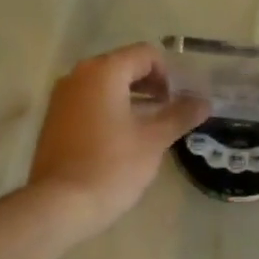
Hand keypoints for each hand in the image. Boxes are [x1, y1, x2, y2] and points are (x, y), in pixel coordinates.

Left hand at [29, 43, 209, 237]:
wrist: (60, 204)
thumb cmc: (112, 166)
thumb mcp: (154, 141)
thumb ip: (180, 116)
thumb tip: (204, 102)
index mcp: (104, 72)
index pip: (145, 54)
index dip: (169, 74)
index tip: (179, 102)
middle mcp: (78, 75)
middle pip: (123, 66)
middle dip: (150, 85)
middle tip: (170, 112)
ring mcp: (62, 97)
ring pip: (105, 86)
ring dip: (131, 99)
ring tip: (150, 127)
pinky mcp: (54, 119)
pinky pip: (88, 103)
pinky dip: (110, 111)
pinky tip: (123, 139)